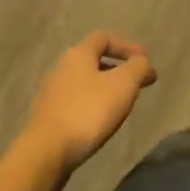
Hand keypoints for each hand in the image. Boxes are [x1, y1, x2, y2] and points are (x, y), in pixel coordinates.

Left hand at [21, 32, 156, 174]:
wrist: (45, 153)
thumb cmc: (87, 112)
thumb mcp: (123, 85)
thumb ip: (138, 68)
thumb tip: (143, 63)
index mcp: (78, 54)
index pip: (104, 37)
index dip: (126, 46)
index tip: (144, 62)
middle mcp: (60, 68)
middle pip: (92, 60)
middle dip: (116, 69)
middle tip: (134, 85)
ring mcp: (50, 94)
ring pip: (83, 83)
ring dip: (102, 89)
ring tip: (118, 106)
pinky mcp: (46, 118)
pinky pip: (73, 104)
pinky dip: (89, 107)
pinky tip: (97, 123)